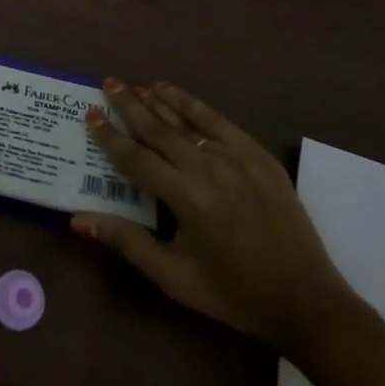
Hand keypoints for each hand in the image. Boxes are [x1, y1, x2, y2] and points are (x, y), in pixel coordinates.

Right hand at [73, 80, 348, 348]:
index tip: (90, 114)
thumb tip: (78, 220)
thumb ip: (127, 242)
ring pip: (187, 120)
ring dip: (158, 100)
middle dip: (130, 106)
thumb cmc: (234, 294)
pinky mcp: (258, 155)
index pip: (136, 158)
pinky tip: (176, 94)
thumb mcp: (174, 277)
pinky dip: (194, 105)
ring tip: (136, 85)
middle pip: (159, 129)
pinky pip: (218, 121)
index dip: (110, 136)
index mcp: (186, 198)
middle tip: (108, 84)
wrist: (307, 301)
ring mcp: (236, 157)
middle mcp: (208, 168)